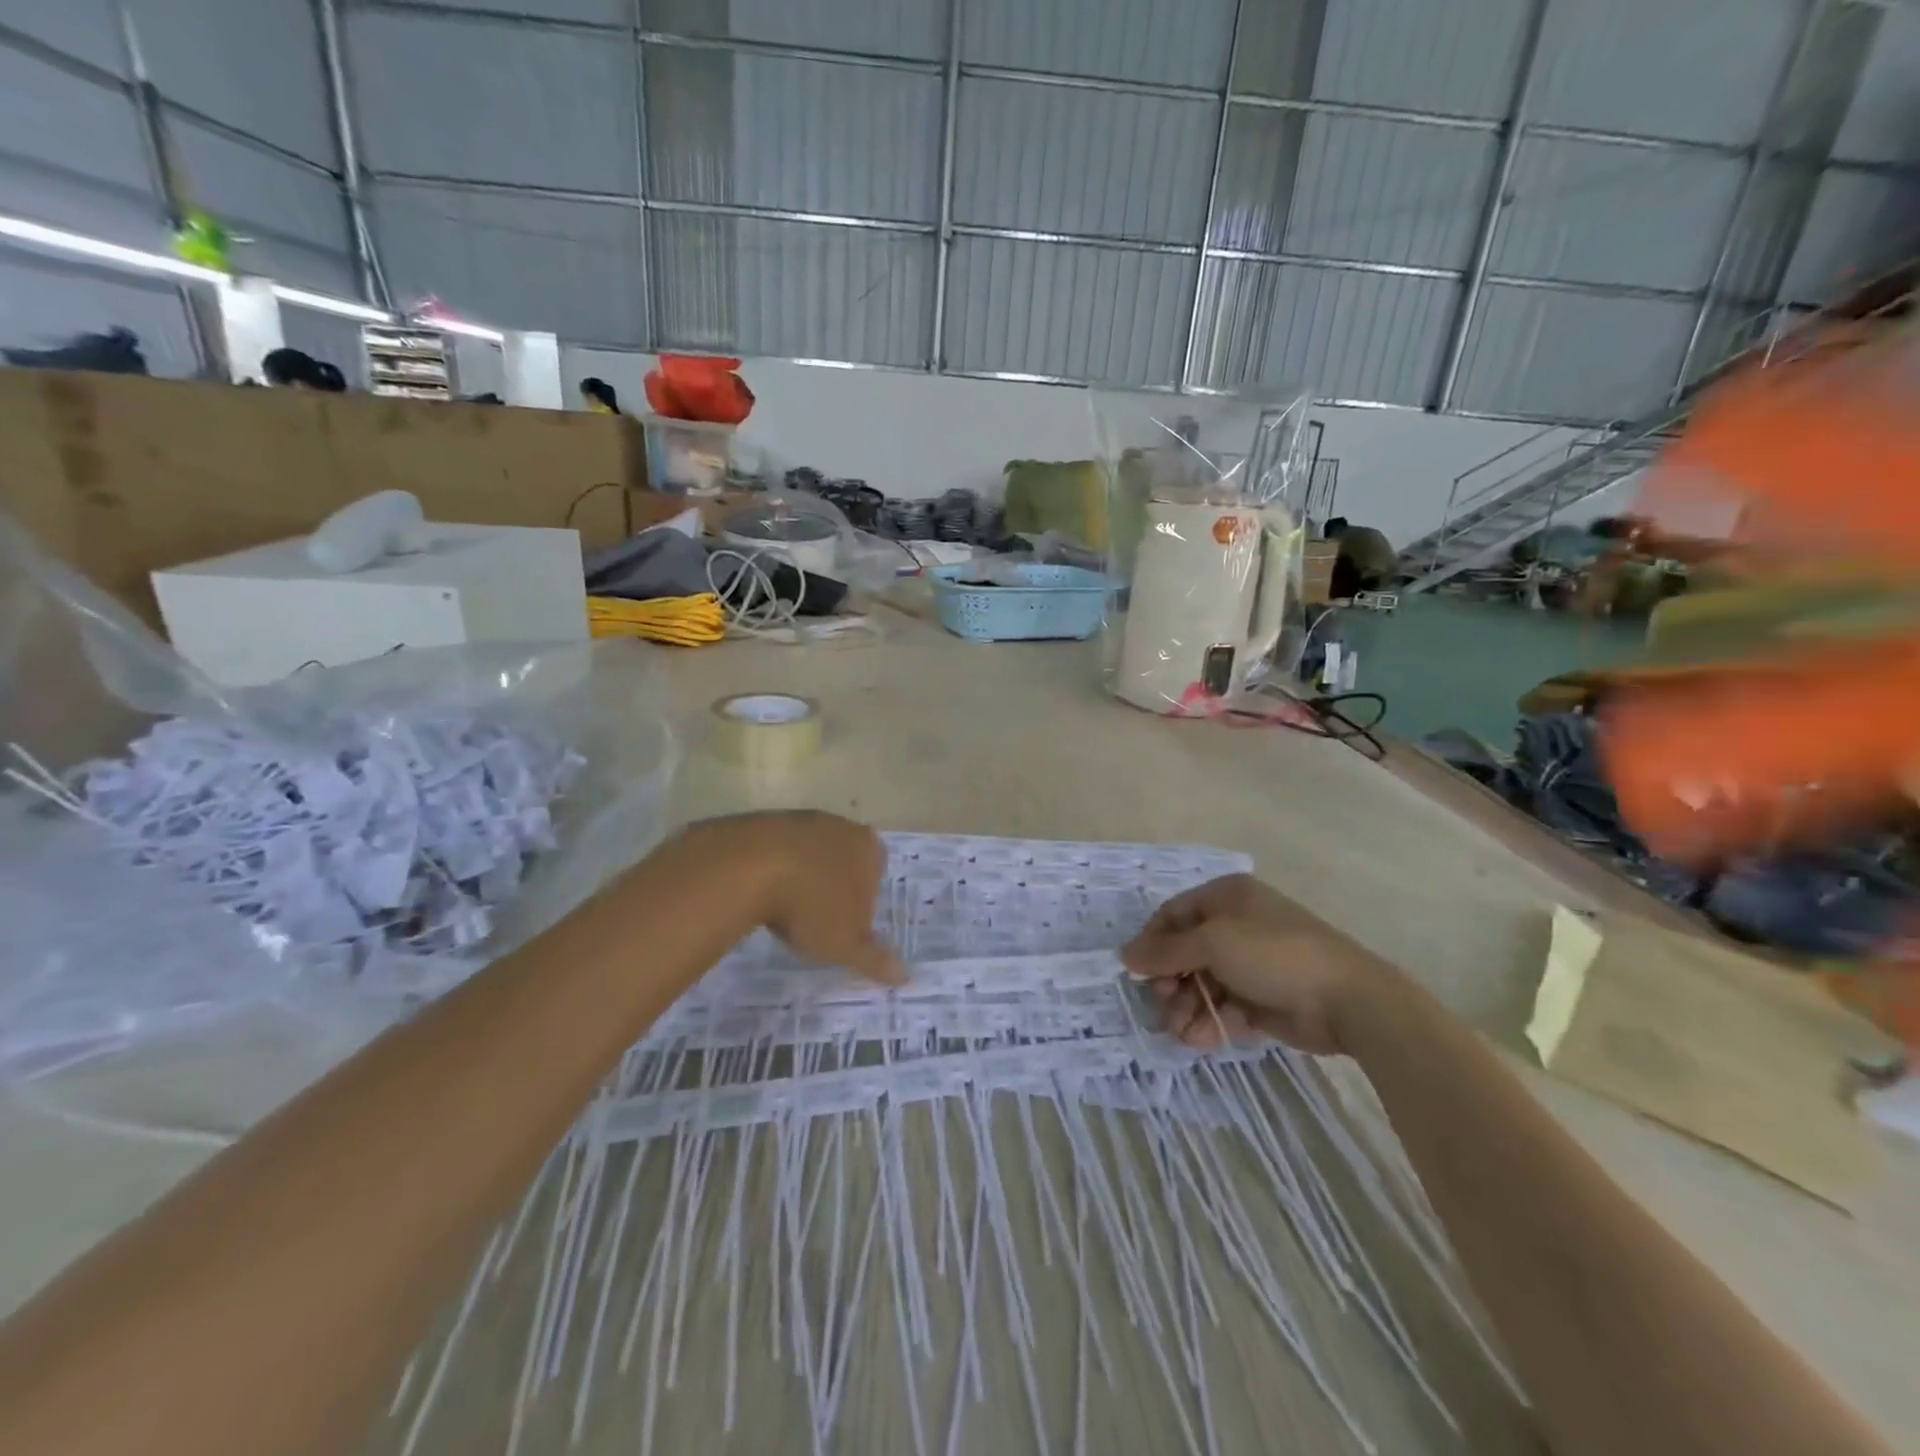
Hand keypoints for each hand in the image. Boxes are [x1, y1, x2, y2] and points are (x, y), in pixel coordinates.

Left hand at [674, 812, 904, 985]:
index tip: (845, 926)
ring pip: (808, 854)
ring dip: (800, 877)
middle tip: (816, 920)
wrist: (749, 867)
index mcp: (868, 848)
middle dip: (832, 886)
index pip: (876, 874)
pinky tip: (759, 893)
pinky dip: (771, 870)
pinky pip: (774, 851)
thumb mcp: (846, 944)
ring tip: (783, 911)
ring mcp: (800, 820)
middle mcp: (839, 826)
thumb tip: (905, 976)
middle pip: (842, 860)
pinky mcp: (763, 822)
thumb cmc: (812, 905)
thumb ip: (875, 959)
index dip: (862, 902)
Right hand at [1121, 874, 1391, 1054]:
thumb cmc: (1274, 955)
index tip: (1136, 972)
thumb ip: (1166, 951)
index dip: (1152, 942)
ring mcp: (1249, 964)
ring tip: (1180, 1031)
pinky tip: (1200, 1039)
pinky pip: (1223, 1007)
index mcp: (1226, 898)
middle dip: (1170, 981)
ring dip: (1186, 1008)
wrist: (1348, 1000)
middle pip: (1184, 952)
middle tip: (1163, 1004)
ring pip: (1202, 984)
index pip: (1173, 915)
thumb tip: (1125, 955)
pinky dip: (1209, 1023)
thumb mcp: (1213, 943)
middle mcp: (1235, 925)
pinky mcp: (1261, 999)